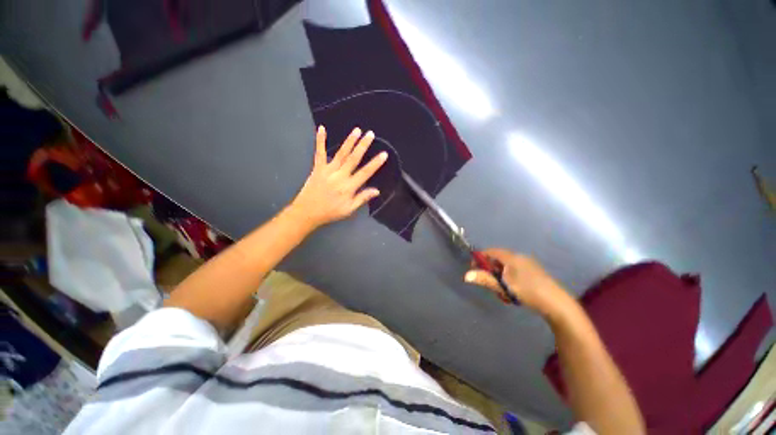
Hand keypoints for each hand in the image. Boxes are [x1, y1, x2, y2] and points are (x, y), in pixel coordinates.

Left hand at [289, 126, 387, 229]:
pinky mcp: (317, 168)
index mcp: (348, 187)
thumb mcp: (349, 210)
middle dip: (363, 146)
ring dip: (349, 141)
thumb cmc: (330, 212)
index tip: (384, 154)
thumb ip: (362, 198)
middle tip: (370, 134)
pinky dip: (320, 140)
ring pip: (341, 154)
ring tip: (357, 130)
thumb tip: (376, 191)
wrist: (307, 212)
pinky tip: (322, 128)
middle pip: (353, 159)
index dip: (375, 163)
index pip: (365, 173)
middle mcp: (339, 176)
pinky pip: (319, 153)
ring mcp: (328, 170)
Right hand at [464, 248, 572, 316]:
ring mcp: (529, 264)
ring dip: (500, 276)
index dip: (480, 257)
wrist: (557, 304)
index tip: (474, 267)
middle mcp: (520, 257)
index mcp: (512, 257)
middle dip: (491, 269)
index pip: (491, 251)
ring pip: (507, 266)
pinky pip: (516, 271)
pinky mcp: (535, 272)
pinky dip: (509, 278)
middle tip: (488, 282)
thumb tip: (466, 276)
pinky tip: (513, 291)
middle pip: (499, 259)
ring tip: (502, 290)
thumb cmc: (527, 292)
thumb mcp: (503, 286)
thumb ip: (485, 279)